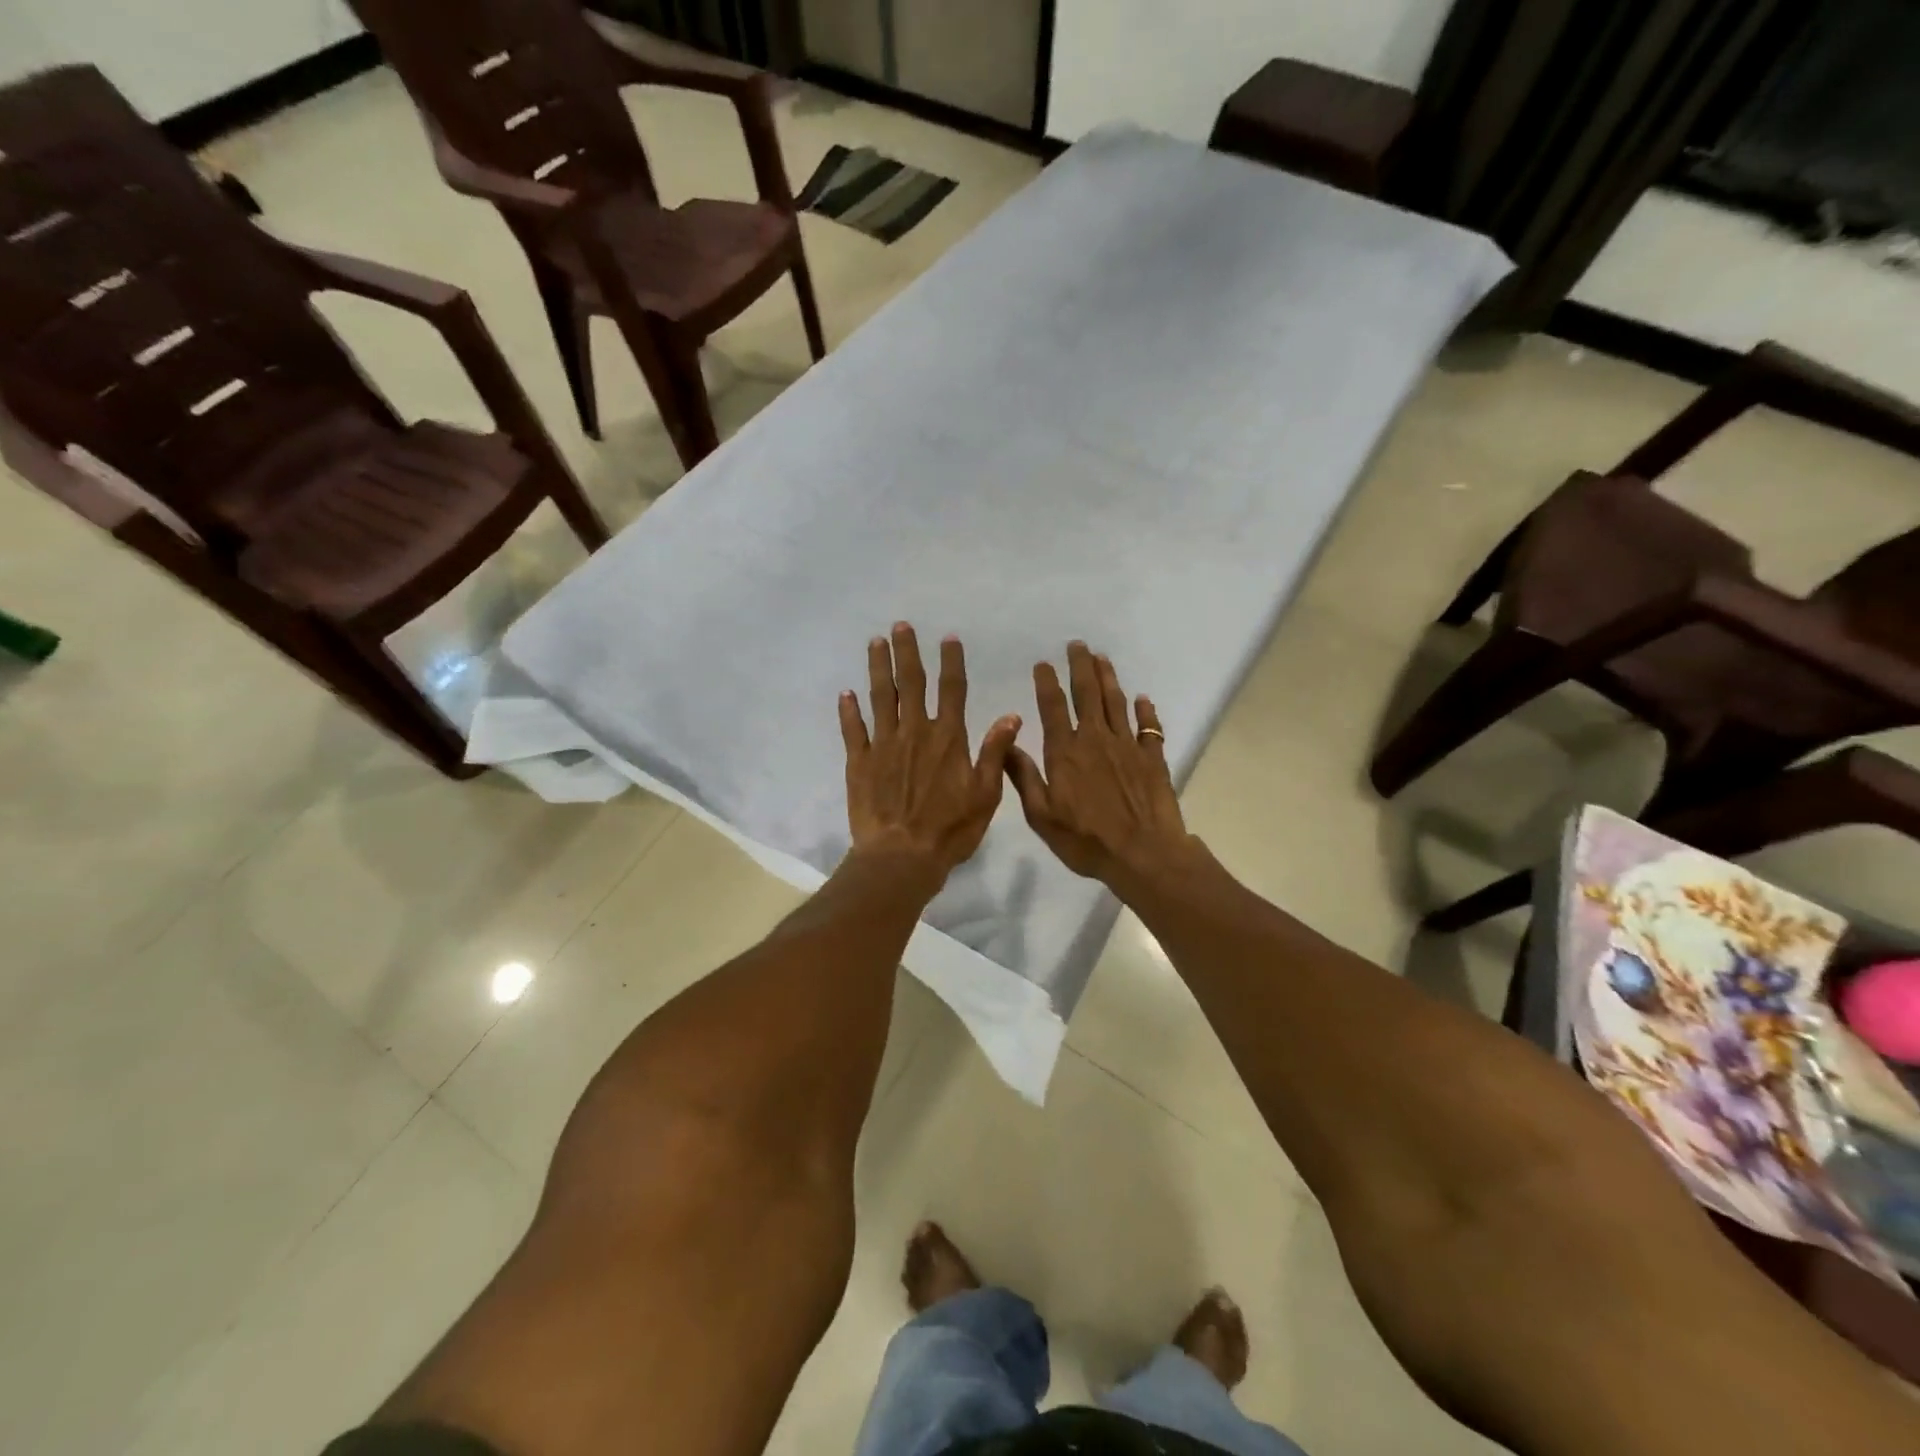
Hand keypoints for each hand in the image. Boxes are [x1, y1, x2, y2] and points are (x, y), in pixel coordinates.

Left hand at [840, 623, 1020, 880]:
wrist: (901, 856)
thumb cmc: (950, 829)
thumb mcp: (986, 794)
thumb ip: (996, 752)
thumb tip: (1011, 715)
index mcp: (948, 738)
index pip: (952, 690)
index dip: (951, 662)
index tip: (948, 638)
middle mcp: (915, 732)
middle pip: (911, 683)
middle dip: (907, 652)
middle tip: (901, 625)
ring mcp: (884, 745)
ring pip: (880, 697)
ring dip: (878, 668)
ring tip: (875, 642)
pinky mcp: (859, 762)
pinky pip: (853, 730)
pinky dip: (849, 710)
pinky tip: (846, 693)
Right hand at [1005, 642, 1198, 889]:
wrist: (1142, 854)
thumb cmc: (1085, 840)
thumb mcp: (1041, 815)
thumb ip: (1024, 777)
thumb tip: (1007, 743)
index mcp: (1065, 752)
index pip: (1052, 707)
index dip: (1047, 682)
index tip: (1043, 663)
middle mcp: (1095, 739)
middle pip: (1087, 694)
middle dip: (1080, 667)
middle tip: (1077, 645)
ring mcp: (1127, 746)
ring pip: (1117, 702)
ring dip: (1109, 678)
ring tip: (1102, 658)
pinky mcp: (1152, 758)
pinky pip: (1150, 727)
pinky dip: (1146, 710)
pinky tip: (1143, 699)